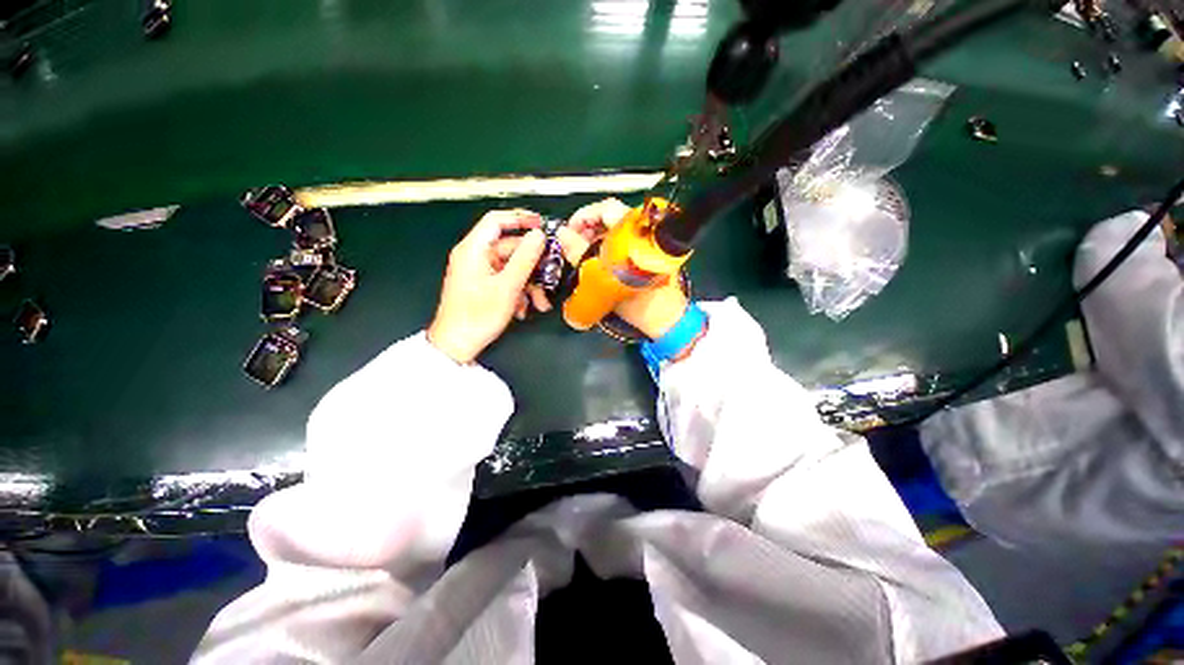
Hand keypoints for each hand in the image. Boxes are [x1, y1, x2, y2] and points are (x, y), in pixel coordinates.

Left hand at [428, 210, 546, 363]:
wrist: (457, 344)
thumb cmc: (478, 314)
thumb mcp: (507, 286)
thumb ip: (525, 258)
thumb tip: (539, 235)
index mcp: (474, 249)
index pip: (497, 220)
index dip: (520, 218)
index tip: (542, 225)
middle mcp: (475, 256)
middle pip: (510, 248)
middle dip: (532, 264)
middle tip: (551, 275)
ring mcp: (479, 272)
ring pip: (511, 267)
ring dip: (529, 283)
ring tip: (540, 302)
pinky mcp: (482, 286)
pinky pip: (505, 280)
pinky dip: (518, 291)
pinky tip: (524, 309)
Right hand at [557, 199, 688, 339]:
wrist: (666, 320)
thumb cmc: (637, 302)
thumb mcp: (602, 279)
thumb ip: (580, 253)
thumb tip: (562, 234)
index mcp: (636, 233)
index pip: (607, 208)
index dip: (584, 215)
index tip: (569, 231)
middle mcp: (644, 231)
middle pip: (611, 216)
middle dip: (588, 227)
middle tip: (573, 244)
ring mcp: (647, 242)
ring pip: (616, 228)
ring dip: (596, 236)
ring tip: (582, 253)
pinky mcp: (647, 253)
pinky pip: (623, 240)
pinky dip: (607, 245)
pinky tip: (597, 259)